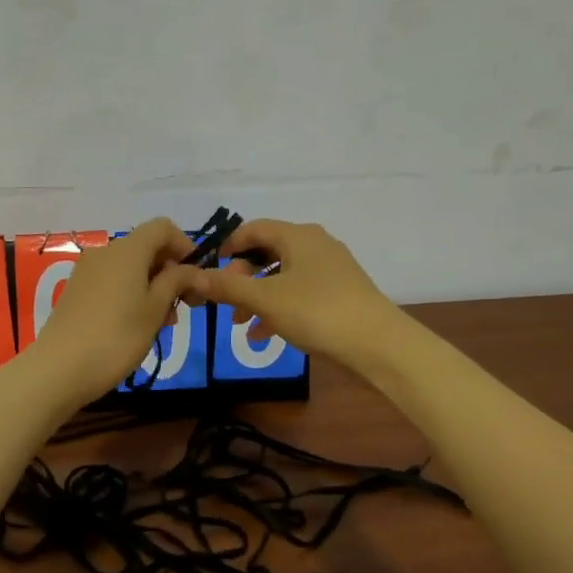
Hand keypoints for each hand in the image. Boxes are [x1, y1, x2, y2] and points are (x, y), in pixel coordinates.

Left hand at [28, 219, 207, 404]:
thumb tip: (198, 271)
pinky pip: (113, 281)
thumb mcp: (156, 309)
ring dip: (154, 286)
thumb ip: (178, 282)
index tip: (196, 276)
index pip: (163, 227)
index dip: (185, 245)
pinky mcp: (77, 291)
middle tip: (186, 305)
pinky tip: (138, 325)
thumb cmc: (117, 336)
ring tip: (164, 322)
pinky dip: (132, 293)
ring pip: (131, 267)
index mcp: (128, 250)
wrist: (59, 369)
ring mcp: (87, 271)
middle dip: (171, 271)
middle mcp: (106, 252)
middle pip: (147, 247)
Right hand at [199, 220, 402, 369]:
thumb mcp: (265, 300)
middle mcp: (315, 244)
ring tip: (240, 324)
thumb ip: (228, 287)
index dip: (228, 247)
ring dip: (258, 297)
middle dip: (242, 278)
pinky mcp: (341, 292)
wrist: (378, 344)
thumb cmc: (317, 312)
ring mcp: (331, 269)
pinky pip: (300, 293)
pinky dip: (279, 308)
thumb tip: (194, 275)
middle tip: (225, 303)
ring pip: (283, 276)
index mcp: (297, 236)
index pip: (253, 228)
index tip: (210, 270)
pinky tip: (264, 336)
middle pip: (268, 253)